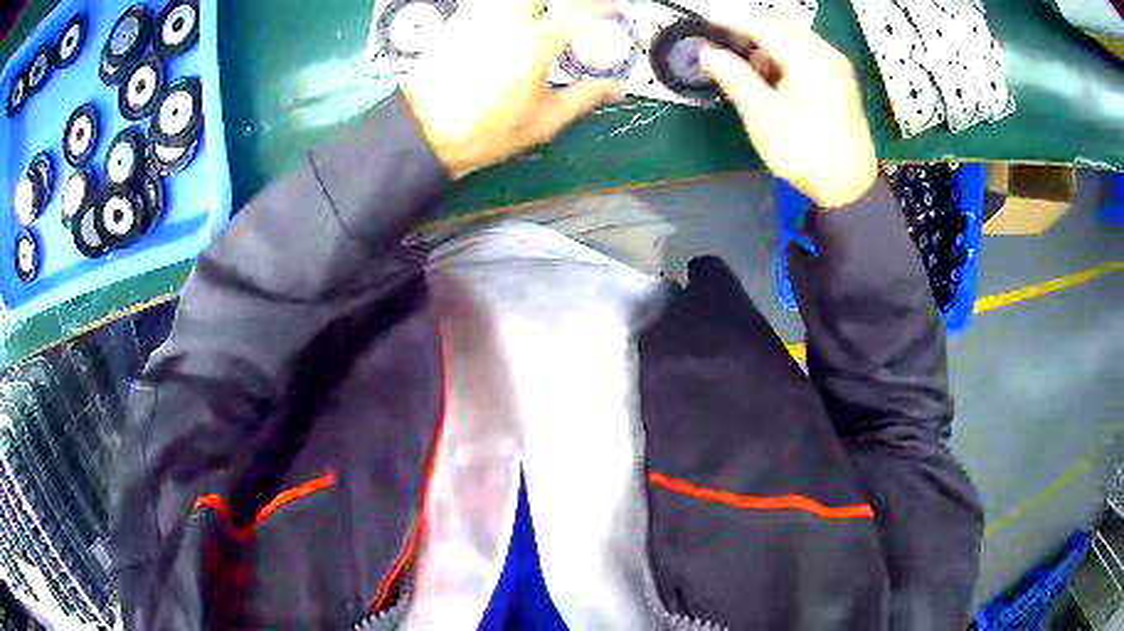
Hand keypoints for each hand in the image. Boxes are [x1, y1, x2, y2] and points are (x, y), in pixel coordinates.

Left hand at [400, 0, 622, 178]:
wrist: (424, 132)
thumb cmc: (488, 131)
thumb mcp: (544, 121)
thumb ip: (584, 98)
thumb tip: (618, 87)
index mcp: (535, 44)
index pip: (578, 9)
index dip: (599, 5)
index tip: (613, 6)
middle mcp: (508, 20)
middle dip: (567, 2)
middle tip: (575, 13)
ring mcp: (479, 16)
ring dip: (535, 5)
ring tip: (544, 16)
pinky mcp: (458, 21)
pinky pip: (487, 3)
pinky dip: (506, 8)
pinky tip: (513, 18)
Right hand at [698, 8, 877, 207]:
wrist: (849, 188)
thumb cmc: (804, 151)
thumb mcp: (761, 114)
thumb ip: (732, 76)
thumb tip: (706, 52)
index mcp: (808, 57)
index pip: (762, 25)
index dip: (729, 21)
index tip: (703, 21)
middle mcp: (826, 53)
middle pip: (782, 24)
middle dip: (751, 29)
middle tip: (726, 46)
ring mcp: (837, 67)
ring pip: (796, 37)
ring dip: (769, 43)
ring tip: (751, 69)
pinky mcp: (841, 81)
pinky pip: (808, 52)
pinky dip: (786, 55)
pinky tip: (775, 77)